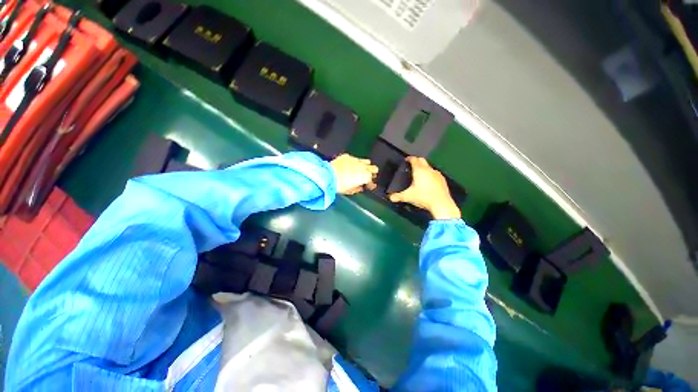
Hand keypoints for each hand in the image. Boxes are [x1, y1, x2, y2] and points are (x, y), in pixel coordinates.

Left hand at [330, 154, 377, 194]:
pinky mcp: (347, 156)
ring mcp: (355, 160)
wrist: (329, 175)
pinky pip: (354, 159)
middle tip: (368, 177)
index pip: (372, 180)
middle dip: (372, 173)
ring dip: (365, 166)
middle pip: (374, 168)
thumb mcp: (350, 190)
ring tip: (361, 170)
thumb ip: (358, 188)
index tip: (369, 186)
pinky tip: (350, 166)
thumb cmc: (339, 185)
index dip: (371, 184)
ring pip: (366, 161)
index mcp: (365, 176)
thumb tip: (359, 187)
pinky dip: (354, 163)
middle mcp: (363, 166)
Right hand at [389, 157, 460, 219]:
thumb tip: (390, 197)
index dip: (409, 158)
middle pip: (422, 160)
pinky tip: (428, 181)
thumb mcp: (408, 197)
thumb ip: (398, 196)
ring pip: (429, 166)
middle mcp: (428, 169)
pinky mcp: (442, 179)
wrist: (441, 203)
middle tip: (412, 164)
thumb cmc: (423, 197)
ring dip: (424, 167)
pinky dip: (430, 174)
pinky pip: (434, 173)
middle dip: (416, 160)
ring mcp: (436, 174)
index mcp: (419, 170)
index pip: (414, 159)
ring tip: (419, 174)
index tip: (406, 159)